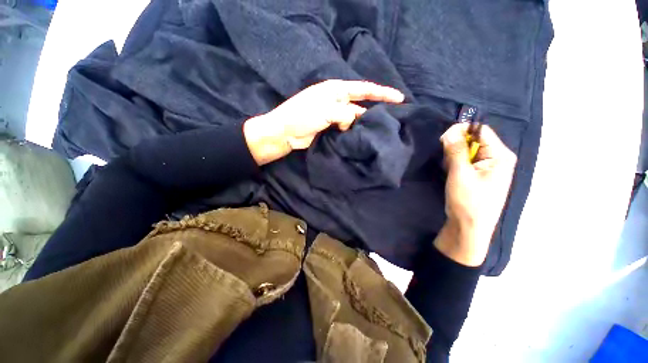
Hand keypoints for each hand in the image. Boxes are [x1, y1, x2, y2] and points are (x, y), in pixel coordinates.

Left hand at [243, 80, 404, 164]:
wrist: (285, 133)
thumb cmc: (302, 116)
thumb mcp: (325, 111)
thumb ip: (345, 114)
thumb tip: (354, 122)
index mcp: (336, 90)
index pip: (364, 89)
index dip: (382, 93)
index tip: (399, 98)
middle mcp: (337, 101)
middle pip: (361, 104)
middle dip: (375, 110)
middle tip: (391, 119)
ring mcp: (334, 115)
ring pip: (354, 118)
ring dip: (363, 124)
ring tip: (377, 130)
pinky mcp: (331, 127)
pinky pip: (346, 128)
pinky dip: (353, 132)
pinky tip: (360, 137)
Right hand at [435, 123, 516, 265]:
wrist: (469, 228)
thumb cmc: (468, 201)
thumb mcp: (460, 174)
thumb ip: (456, 150)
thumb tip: (451, 131)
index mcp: (500, 155)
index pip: (481, 131)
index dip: (461, 131)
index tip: (443, 140)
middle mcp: (497, 158)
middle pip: (474, 140)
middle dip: (456, 147)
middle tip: (445, 160)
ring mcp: (488, 168)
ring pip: (467, 151)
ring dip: (454, 157)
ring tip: (449, 170)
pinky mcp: (479, 175)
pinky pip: (466, 161)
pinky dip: (455, 164)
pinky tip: (451, 173)